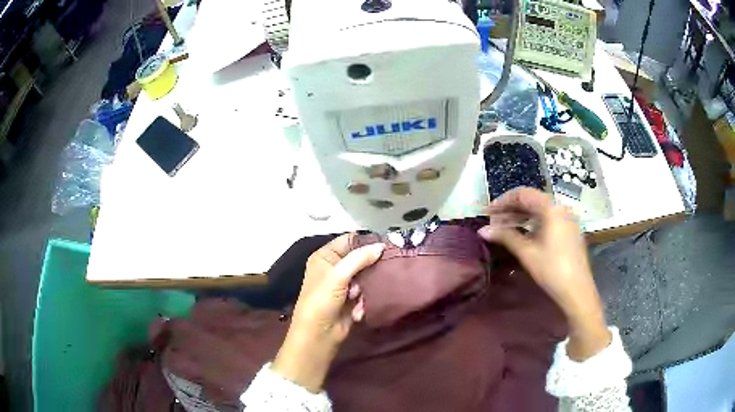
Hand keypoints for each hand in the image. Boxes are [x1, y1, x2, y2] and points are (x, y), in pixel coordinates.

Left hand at [272, 234, 383, 391]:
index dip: (366, 241)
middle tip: (387, 266)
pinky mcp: (352, 300)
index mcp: (325, 257)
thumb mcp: (338, 275)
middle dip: (371, 265)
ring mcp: (343, 285)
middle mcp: (334, 268)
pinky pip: (366, 292)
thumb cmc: (321, 301)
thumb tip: (381, 246)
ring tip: (359, 296)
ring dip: (366, 286)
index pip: (349, 240)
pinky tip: (358, 309)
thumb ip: (359, 258)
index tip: (387, 243)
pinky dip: (364, 300)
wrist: (318, 335)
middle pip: (360, 258)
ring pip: (366, 276)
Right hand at [478, 188, 610, 360]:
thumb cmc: (552, 270)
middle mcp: (560, 208)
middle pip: (532, 200)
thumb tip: (483, 230)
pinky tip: (522, 235)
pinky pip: (547, 220)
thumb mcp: (527, 252)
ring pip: (539, 211)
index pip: (523, 193)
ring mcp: (566, 219)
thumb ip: (505, 236)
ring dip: (520, 217)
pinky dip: (532, 223)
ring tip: (503, 229)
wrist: (577, 290)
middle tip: (493, 222)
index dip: (503, 201)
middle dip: (511, 209)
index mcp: (551, 208)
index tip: (488, 213)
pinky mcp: (569, 231)